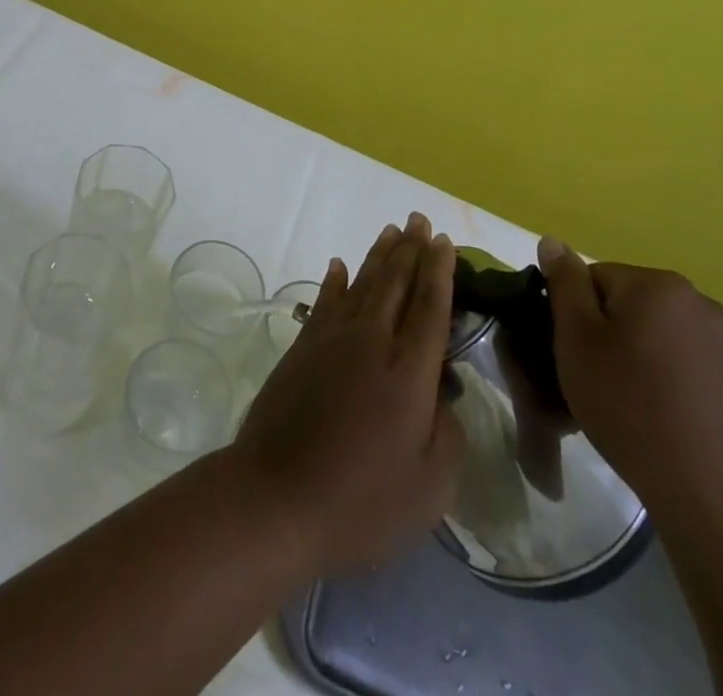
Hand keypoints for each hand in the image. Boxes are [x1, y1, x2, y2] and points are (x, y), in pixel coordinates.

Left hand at [225, 214, 464, 573]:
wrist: (276, 498)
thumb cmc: (361, 501)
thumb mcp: (429, 487)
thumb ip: (446, 433)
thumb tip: (440, 395)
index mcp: (408, 371)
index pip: (429, 307)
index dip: (439, 271)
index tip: (444, 240)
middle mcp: (371, 342)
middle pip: (396, 284)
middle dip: (411, 249)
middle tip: (420, 220)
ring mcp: (331, 340)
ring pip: (362, 284)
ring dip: (379, 256)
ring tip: (392, 231)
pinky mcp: (302, 348)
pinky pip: (324, 301)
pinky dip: (335, 280)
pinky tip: (339, 265)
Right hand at [537, 237, 722, 520]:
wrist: (711, 492)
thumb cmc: (629, 405)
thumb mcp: (576, 339)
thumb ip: (564, 283)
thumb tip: (552, 242)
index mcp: (657, 284)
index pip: (595, 279)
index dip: (576, 316)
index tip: (575, 355)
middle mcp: (700, 301)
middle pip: (631, 304)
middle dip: (611, 334)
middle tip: (599, 380)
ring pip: (661, 334)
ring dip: (642, 355)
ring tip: (633, 403)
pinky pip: (691, 363)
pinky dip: (674, 379)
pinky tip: (667, 416)